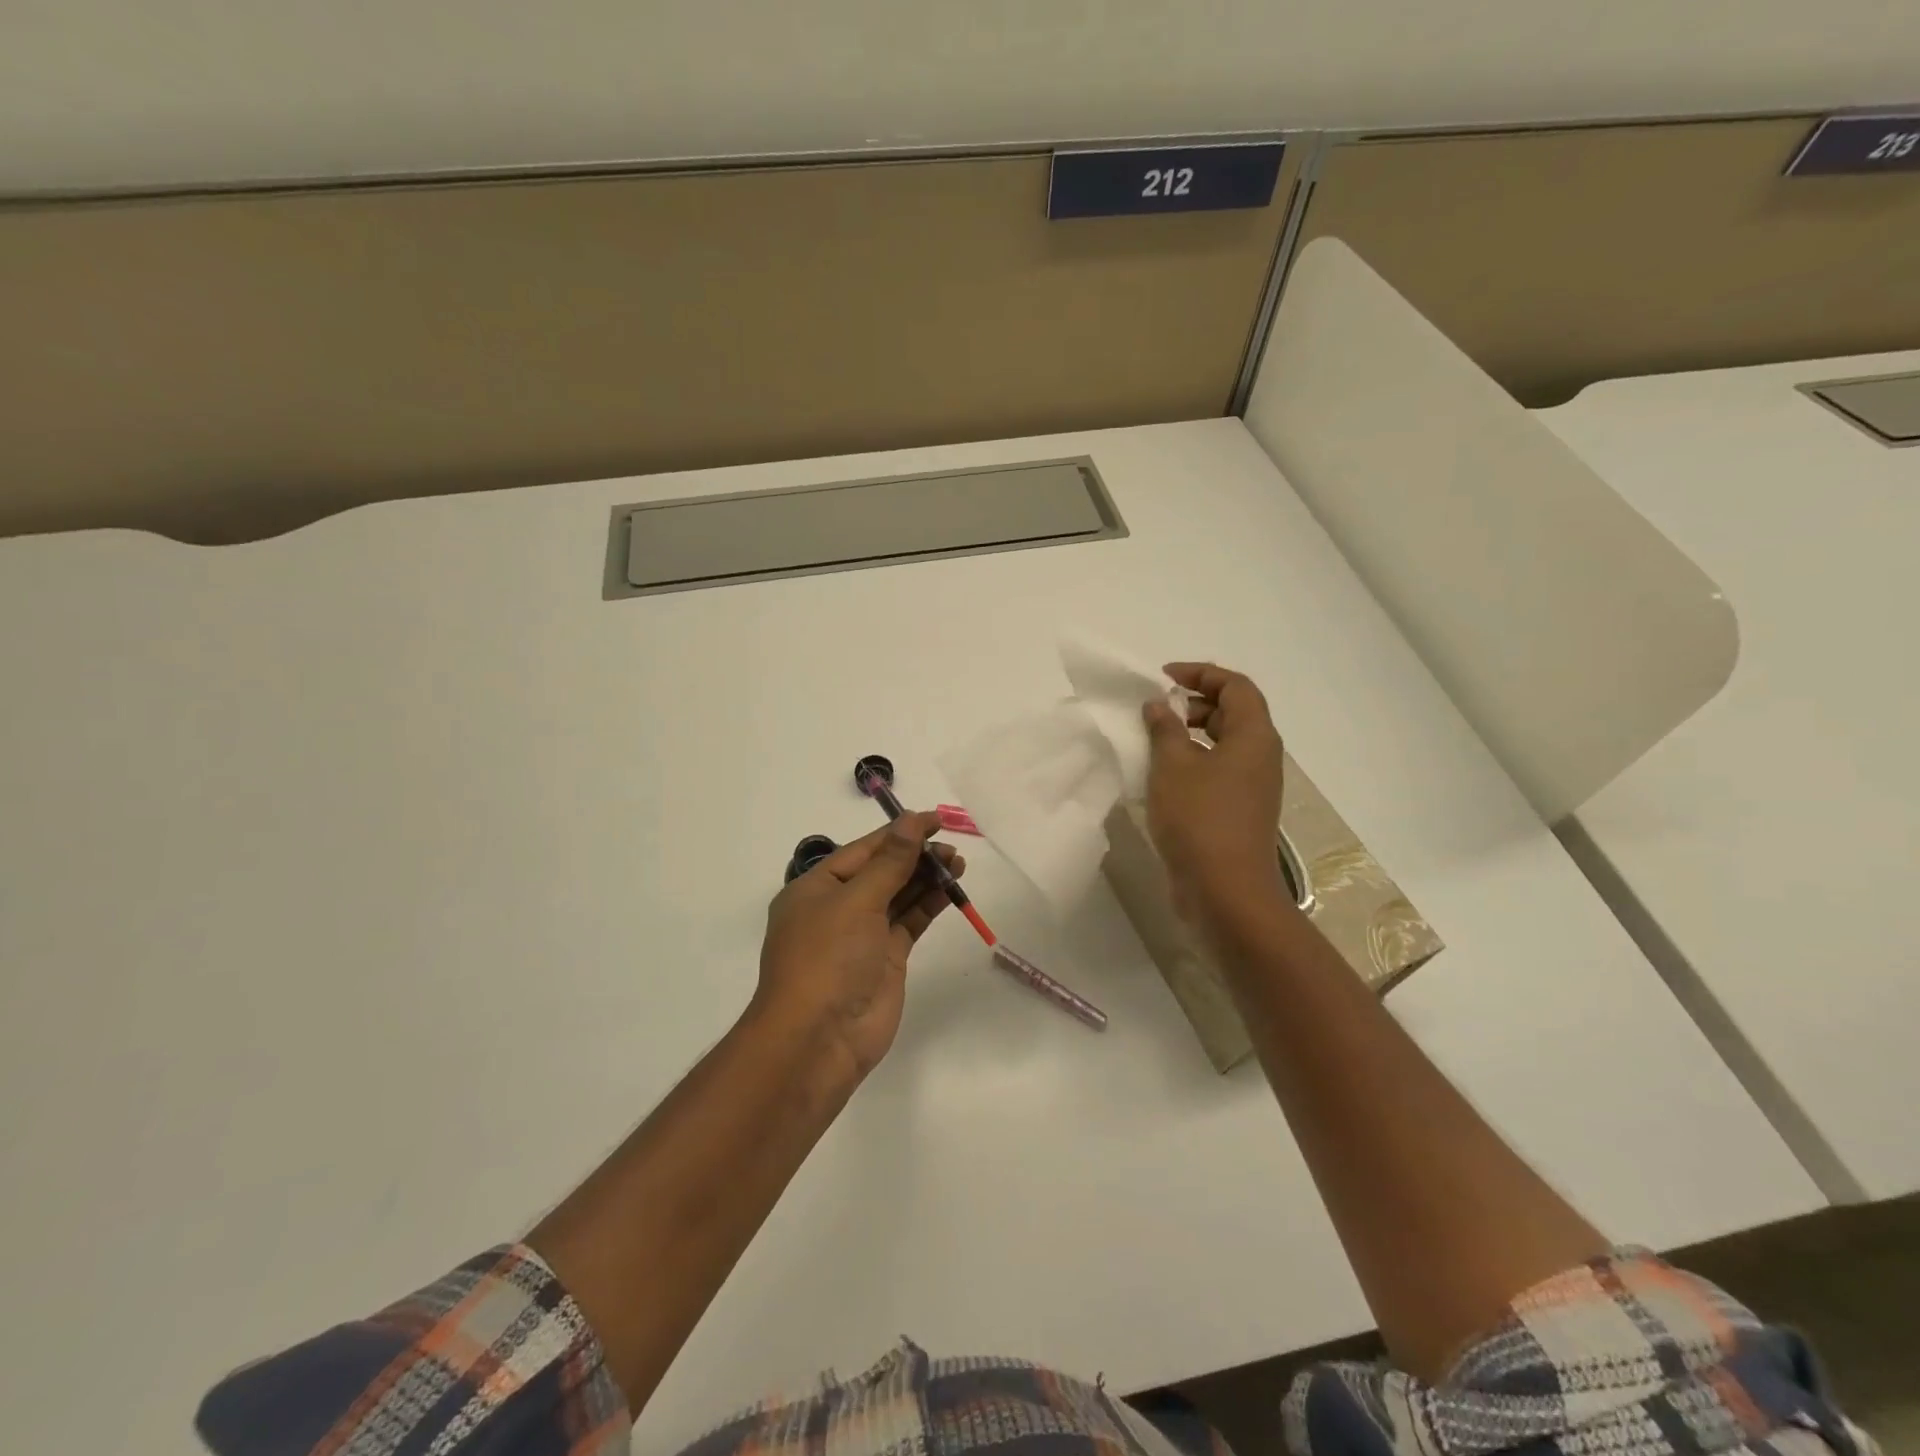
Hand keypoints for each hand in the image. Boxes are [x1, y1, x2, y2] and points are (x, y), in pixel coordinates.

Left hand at [754, 811, 963, 1084]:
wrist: (818, 1040)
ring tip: (959, 863)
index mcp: (816, 888)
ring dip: (926, 878)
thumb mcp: (856, 901)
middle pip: (882, 871)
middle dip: (916, 856)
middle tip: (952, 847)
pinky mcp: (885, 958)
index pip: (863, 850)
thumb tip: (912, 821)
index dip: (899, 832)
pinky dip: (928, 905)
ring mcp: (862, 935)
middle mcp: (837, 907)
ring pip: (898, 895)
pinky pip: (909, 922)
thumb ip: (890, 862)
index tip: (935, 819)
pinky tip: (950, 890)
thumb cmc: (827, 958)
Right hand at [1142, 662, 1287, 923]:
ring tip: (1152, 742)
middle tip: (1155, 711)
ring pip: (1223, 744)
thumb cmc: (1200, 819)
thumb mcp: (1173, 766)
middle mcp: (1260, 757)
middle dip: (1193, 703)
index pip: (1235, 686)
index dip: (1201, 673)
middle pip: (1232, 713)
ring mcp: (1252, 787)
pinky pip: (1217, 771)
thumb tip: (1158, 706)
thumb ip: (1164, 729)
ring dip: (1189, 735)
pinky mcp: (1238, 812)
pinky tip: (1161, 777)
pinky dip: (1191, 763)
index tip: (1163, 678)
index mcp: (1254, 736)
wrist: (1225, 891)